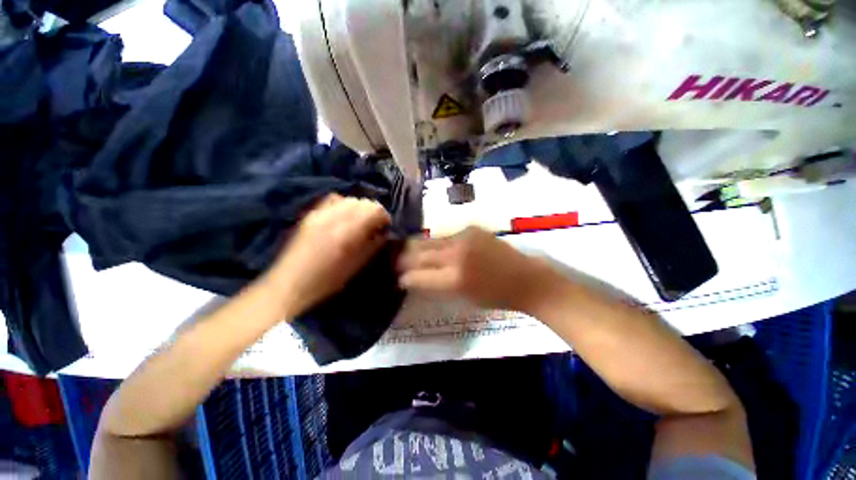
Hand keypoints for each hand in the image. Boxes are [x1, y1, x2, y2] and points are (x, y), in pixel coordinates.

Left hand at [264, 194, 390, 317]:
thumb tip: (383, 233)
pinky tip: (343, 217)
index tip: (385, 227)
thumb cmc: (328, 281)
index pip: (375, 210)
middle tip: (375, 226)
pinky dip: (344, 204)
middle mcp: (334, 216)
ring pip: (349, 199)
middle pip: (363, 202)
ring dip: (359, 208)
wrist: (291, 284)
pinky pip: (333, 199)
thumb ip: (374, 245)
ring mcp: (320, 213)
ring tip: (360, 221)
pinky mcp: (311, 214)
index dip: (384, 217)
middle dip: (373, 212)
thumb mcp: (358, 265)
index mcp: (348, 231)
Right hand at [397, 226, 561, 311]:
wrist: (525, 278)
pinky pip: (444, 236)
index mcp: (454, 279)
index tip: (397, 279)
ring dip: (415, 248)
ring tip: (408, 253)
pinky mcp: (470, 228)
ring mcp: (463, 237)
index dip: (403, 278)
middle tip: (394, 263)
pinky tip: (433, 248)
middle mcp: (455, 255)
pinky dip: (435, 244)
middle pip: (417, 253)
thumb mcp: (463, 299)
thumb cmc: (495, 296)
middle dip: (402, 259)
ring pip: (428, 241)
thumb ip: (436, 287)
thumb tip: (415, 279)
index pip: (416, 276)